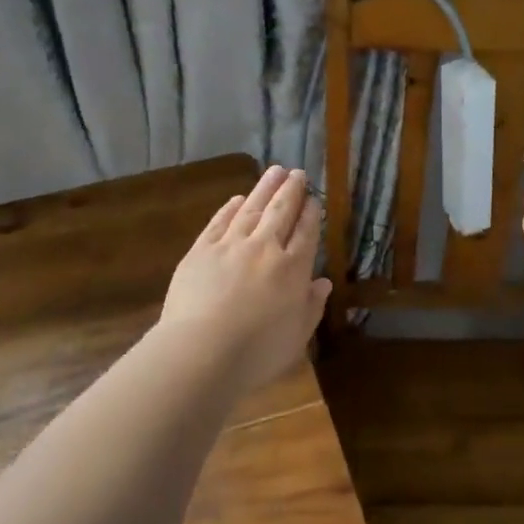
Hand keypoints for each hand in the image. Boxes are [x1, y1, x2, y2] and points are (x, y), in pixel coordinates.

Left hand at [158, 166, 330, 389]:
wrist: (201, 351)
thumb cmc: (257, 352)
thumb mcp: (297, 336)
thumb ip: (311, 306)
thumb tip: (322, 282)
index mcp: (293, 268)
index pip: (306, 233)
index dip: (311, 215)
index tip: (314, 200)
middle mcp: (264, 248)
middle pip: (281, 212)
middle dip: (291, 191)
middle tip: (297, 173)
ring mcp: (230, 245)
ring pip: (251, 209)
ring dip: (264, 188)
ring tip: (275, 170)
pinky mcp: (200, 251)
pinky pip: (219, 222)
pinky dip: (230, 208)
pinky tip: (237, 199)